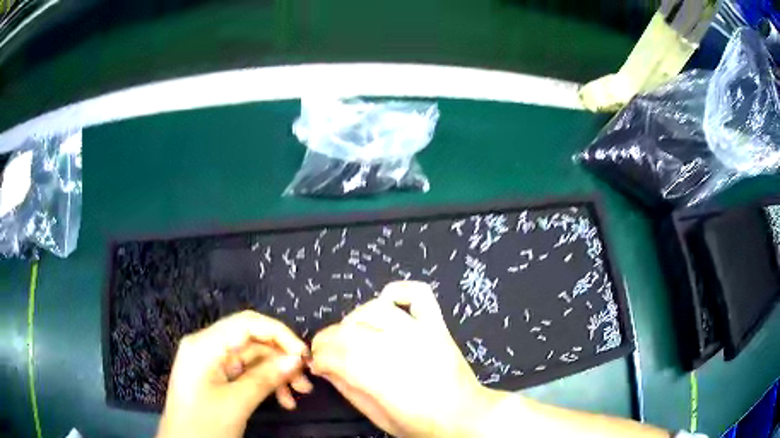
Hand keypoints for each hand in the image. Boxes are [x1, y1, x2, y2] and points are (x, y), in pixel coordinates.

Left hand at [157, 311, 312, 437]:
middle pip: (251, 341)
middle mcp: (207, 347)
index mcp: (205, 345)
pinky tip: (283, 400)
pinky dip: (265, 384)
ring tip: (298, 394)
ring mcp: (211, 363)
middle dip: (280, 359)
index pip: (246, 323)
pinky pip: (246, 373)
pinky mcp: (215, 377)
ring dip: (277, 375)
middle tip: (306, 382)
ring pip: (252, 359)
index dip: (279, 334)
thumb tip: (296, 359)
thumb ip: (266, 377)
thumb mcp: (237, 403)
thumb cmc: (204, 424)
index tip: (304, 356)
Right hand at [309, 281, 490, 436]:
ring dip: (354, 319)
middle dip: (328, 339)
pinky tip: (385, 302)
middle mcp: (398, 348)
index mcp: (382, 378)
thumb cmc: (420, 423)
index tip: (316, 363)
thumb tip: (325, 369)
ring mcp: (420, 332)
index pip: (336, 354)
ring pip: (374, 310)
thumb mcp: (378, 416)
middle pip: (350, 331)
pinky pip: (417, 294)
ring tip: (351, 333)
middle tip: (325, 351)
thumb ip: (348, 390)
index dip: (319, 357)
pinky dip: (398, 291)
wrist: (464, 415)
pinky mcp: (436, 324)